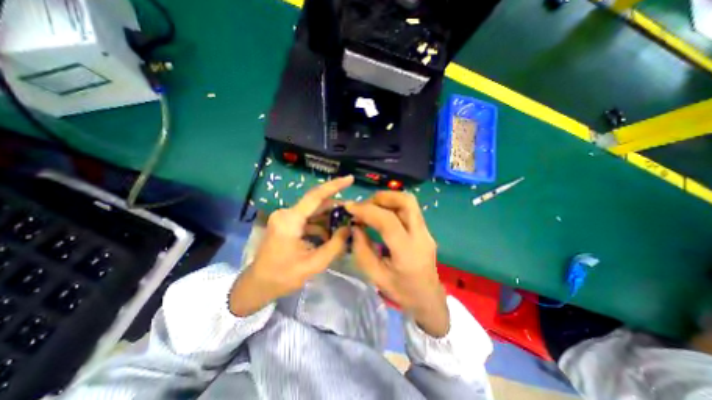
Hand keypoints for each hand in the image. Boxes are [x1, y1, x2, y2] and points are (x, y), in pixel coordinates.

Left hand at [229, 177, 353, 316]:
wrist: (258, 285)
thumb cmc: (283, 277)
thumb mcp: (314, 264)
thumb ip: (335, 245)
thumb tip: (349, 228)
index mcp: (290, 220)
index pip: (316, 196)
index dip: (334, 186)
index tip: (350, 179)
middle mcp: (286, 213)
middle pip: (316, 203)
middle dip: (335, 206)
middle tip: (353, 210)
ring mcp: (285, 218)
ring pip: (313, 211)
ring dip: (328, 217)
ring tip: (345, 224)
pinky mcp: (286, 223)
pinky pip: (307, 219)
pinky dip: (320, 224)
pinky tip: (331, 233)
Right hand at [343, 192, 445, 335]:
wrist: (429, 299)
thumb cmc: (401, 292)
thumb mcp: (375, 276)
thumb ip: (362, 250)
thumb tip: (354, 226)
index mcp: (408, 253)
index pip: (388, 221)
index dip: (367, 210)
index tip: (349, 207)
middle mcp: (421, 236)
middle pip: (406, 201)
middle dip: (381, 197)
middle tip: (364, 205)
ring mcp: (426, 231)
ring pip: (409, 202)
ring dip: (388, 199)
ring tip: (371, 207)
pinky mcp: (425, 230)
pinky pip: (409, 209)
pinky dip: (393, 205)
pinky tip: (381, 214)